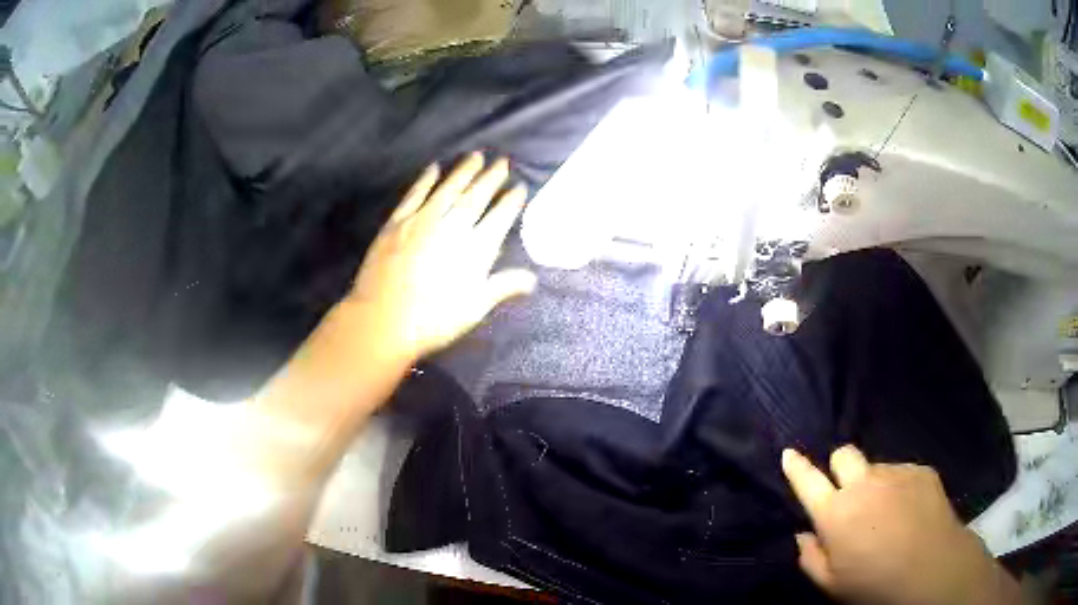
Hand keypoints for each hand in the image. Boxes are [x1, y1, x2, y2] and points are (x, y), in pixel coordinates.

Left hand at [345, 152, 535, 364]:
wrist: (382, 321)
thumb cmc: (433, 321)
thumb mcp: (474, 308)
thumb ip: (503, 287)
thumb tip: (532, 278)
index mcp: (475, 249)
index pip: (500, 217)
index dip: (512, 200)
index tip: (520, 186)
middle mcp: (452, 227)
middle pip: (476, 196)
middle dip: (492, 178)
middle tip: (502, 162)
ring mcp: (422, 221)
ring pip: (448, 188)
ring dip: (464, 171)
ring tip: (476, 156)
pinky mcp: (397, 222)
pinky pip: (415, 194)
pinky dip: (426, 180)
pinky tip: (434, 168)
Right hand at [781, 446, 1020, 604]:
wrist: (932, 569)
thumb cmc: (874, 584)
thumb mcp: (832, 584)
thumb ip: (810, 557)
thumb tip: (804, 534)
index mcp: (836, 514)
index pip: (808, 481)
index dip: (796, 466)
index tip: (790, 453)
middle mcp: (863, 484)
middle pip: (844, 454)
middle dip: (840, 468)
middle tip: (849, 494)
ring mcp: (895, 473)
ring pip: (875, 465)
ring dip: (873, 482)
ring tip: (886, 510)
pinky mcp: (921, 470)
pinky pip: (902, 471)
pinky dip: (898, 486)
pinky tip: (909, 509)